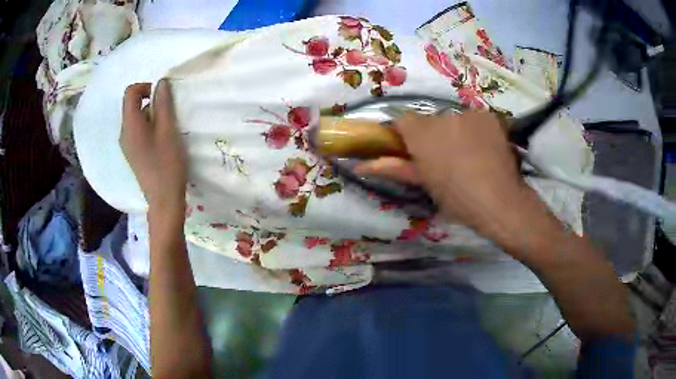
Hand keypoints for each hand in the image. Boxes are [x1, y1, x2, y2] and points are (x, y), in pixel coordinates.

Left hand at [121, 80, 186, 210]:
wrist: (164, 199)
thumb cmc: (167, 163)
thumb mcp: (168, 130)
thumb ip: (163, 104)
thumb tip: (161, 83)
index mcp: (130, 125)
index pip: (130, 93)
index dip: (145, 87)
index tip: (161, 95)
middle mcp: (124, 133)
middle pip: (132, 105)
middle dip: (150, 102)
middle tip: (168, 112)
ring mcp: (127, 145)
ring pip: (136, 119)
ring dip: (151, 115)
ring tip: (167, 128)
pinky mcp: (133, 154)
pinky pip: (137, 131)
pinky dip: (148, 127)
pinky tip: (161, 140)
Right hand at [355, 111, 532, 237]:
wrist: (500, 202)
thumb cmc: (457, 199)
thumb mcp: (425, 185)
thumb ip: (393, 168)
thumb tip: (359, 166)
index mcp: (422, 134)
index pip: (403, 120)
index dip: (406, 134)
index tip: (413, 150)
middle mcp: (442, 117)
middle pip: (431, 121)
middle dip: (434, 136)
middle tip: (446, 160)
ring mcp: (468, 114)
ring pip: (454, 120)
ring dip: (457, 132)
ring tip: (471, 156)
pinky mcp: (489, 116)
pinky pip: (476, 120)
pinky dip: (477, 130)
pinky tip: (486, 149)